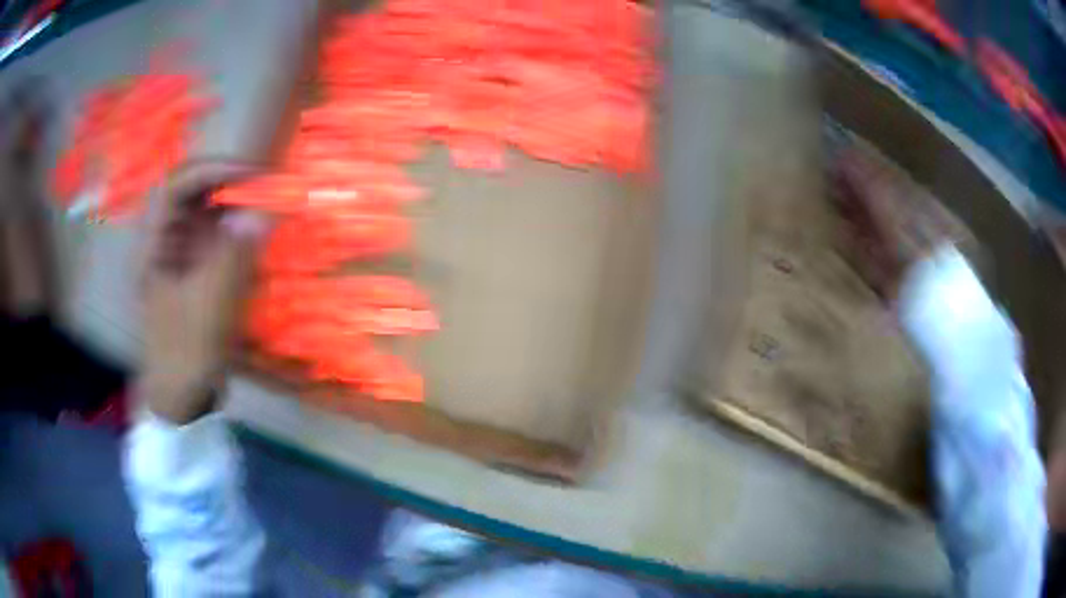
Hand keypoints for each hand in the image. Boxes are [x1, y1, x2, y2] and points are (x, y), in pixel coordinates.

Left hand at [139, 161, 268, 423]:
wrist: (181, 397)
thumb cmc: (186, 353)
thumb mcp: (210, 307)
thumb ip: (234, 256)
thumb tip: (262, 212)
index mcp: (154, 244)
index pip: (177, 186)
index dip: (213, 169)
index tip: (251, 173)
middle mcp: (164, 241)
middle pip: (193, 193)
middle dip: (228, 184)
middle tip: (263, 185)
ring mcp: (179, 255)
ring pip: (206, 213)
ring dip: (236, 205)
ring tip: (265, 206)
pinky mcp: (194, 270)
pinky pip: (216, 237)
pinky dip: (237, 232)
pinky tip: (255, 238)